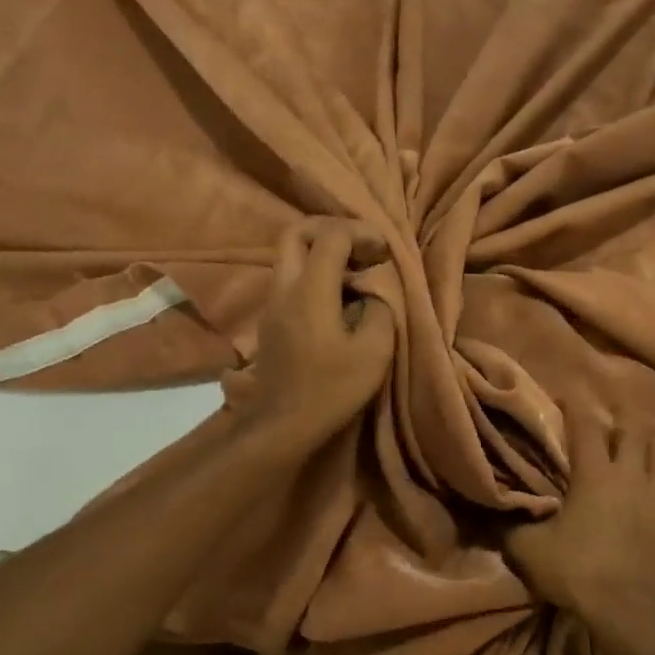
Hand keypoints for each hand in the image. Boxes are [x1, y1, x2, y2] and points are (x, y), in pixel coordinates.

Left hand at [244, 222, 394, 445]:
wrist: (283, 425)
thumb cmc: (332, 389)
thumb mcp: (374, 351)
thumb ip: (380, 309)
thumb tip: (374, 293)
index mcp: (310, 290)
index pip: (331, 236)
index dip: (361, 233)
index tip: (384, 252)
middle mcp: (284, 288)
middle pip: (296, 233)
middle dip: (330, 229)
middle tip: (360, 247)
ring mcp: (272, 304)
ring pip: (288, 256)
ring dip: (320, 252)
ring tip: (353, 272)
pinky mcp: (270, 321)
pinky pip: (288, 279)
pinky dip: (312, 273)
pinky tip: (337, 297)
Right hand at [505, 406, 654, 645]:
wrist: (628, 611)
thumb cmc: (576, 570)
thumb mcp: (528, 549)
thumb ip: (508, 526)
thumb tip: (486, 512)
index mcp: (595, 474)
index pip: (586, 426)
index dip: (576, 406)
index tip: (568, 395)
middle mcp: (631, 476)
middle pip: (633, 432)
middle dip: (621, 422)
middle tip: (609, 423)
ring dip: (652, 448)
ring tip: (642, 452)